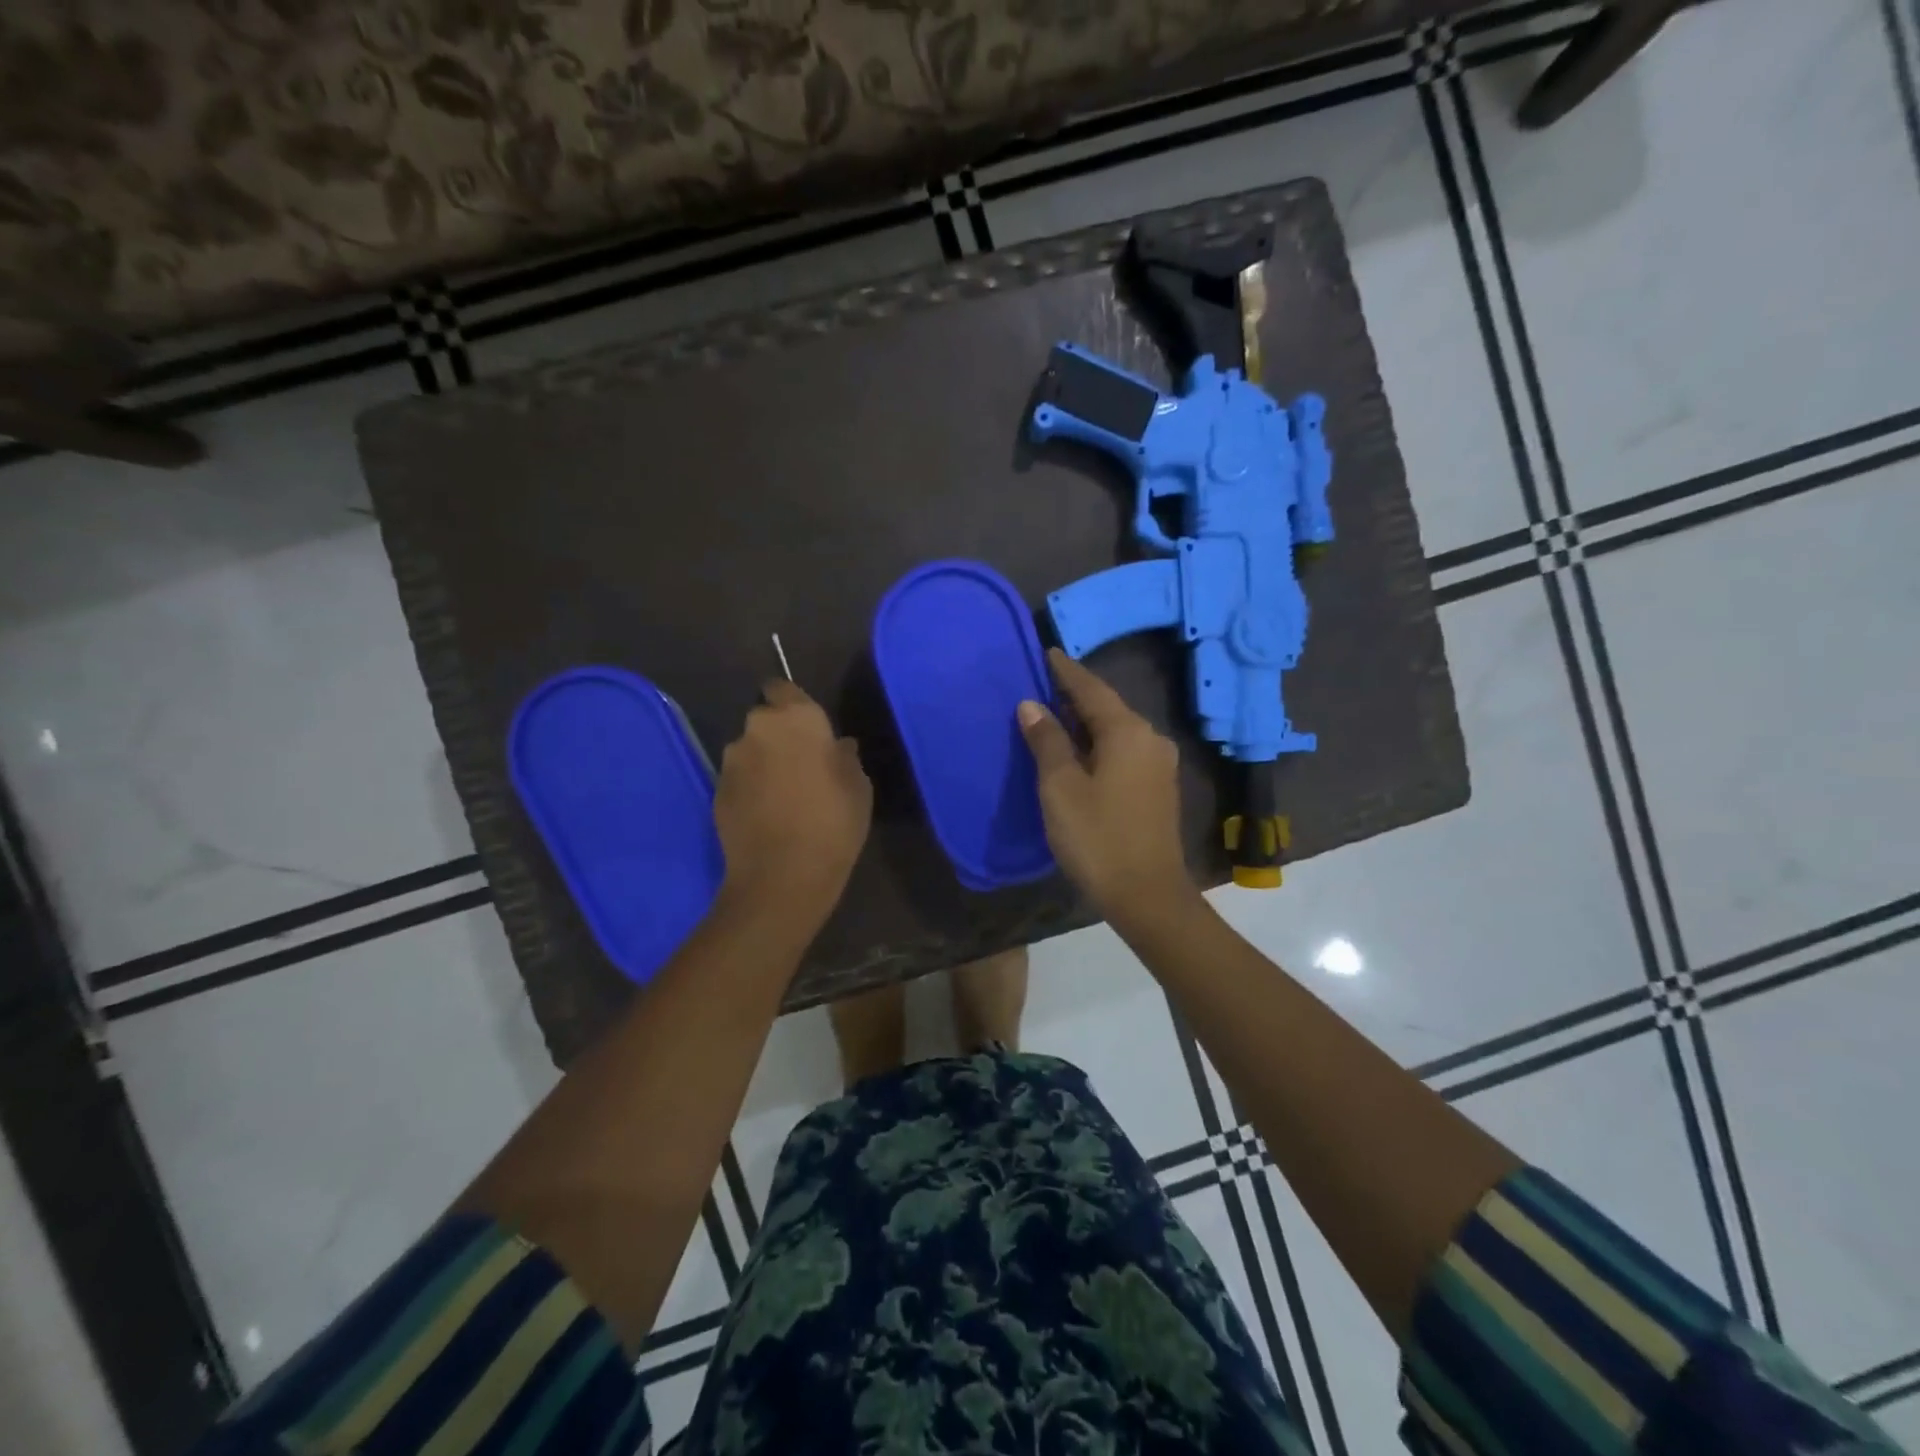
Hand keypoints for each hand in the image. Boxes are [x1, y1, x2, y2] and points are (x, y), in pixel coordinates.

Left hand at [713, 681, 871, 932]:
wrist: (782, 874)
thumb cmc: (833, 821)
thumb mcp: (858, 786)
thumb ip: (845, 757)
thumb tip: (838, 746)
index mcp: (796, 718)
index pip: (782, 687)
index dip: (791, 702)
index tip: (806, 725)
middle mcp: (757, 728)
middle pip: (765, 720)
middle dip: (779, 735)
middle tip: (802, 762)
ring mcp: (732, 760)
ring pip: (750, 749)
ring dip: (763, 761)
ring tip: (784, 792)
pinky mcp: (717, 790)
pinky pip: (739, 777)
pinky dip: (751, 786)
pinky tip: (767, 812)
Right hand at [1017, 649, 1196, 927]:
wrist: (1147, 895)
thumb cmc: (1098, 837)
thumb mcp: (1061, 787)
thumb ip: (1047, 741)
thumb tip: (1032, 705)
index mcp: (1128, 732)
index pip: (1091, 688)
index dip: (1066, 671)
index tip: (1046, 652)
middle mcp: (1150, 739)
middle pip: (1108, 707)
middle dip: (1076, 695)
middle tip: (1043, 683)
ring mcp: (1159, 764)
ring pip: (1117, 730)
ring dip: (1087, 721)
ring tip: (1055, 714)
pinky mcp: (1158, 788)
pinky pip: (1124, 751)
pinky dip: (1099, 743)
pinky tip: (1080, 750)